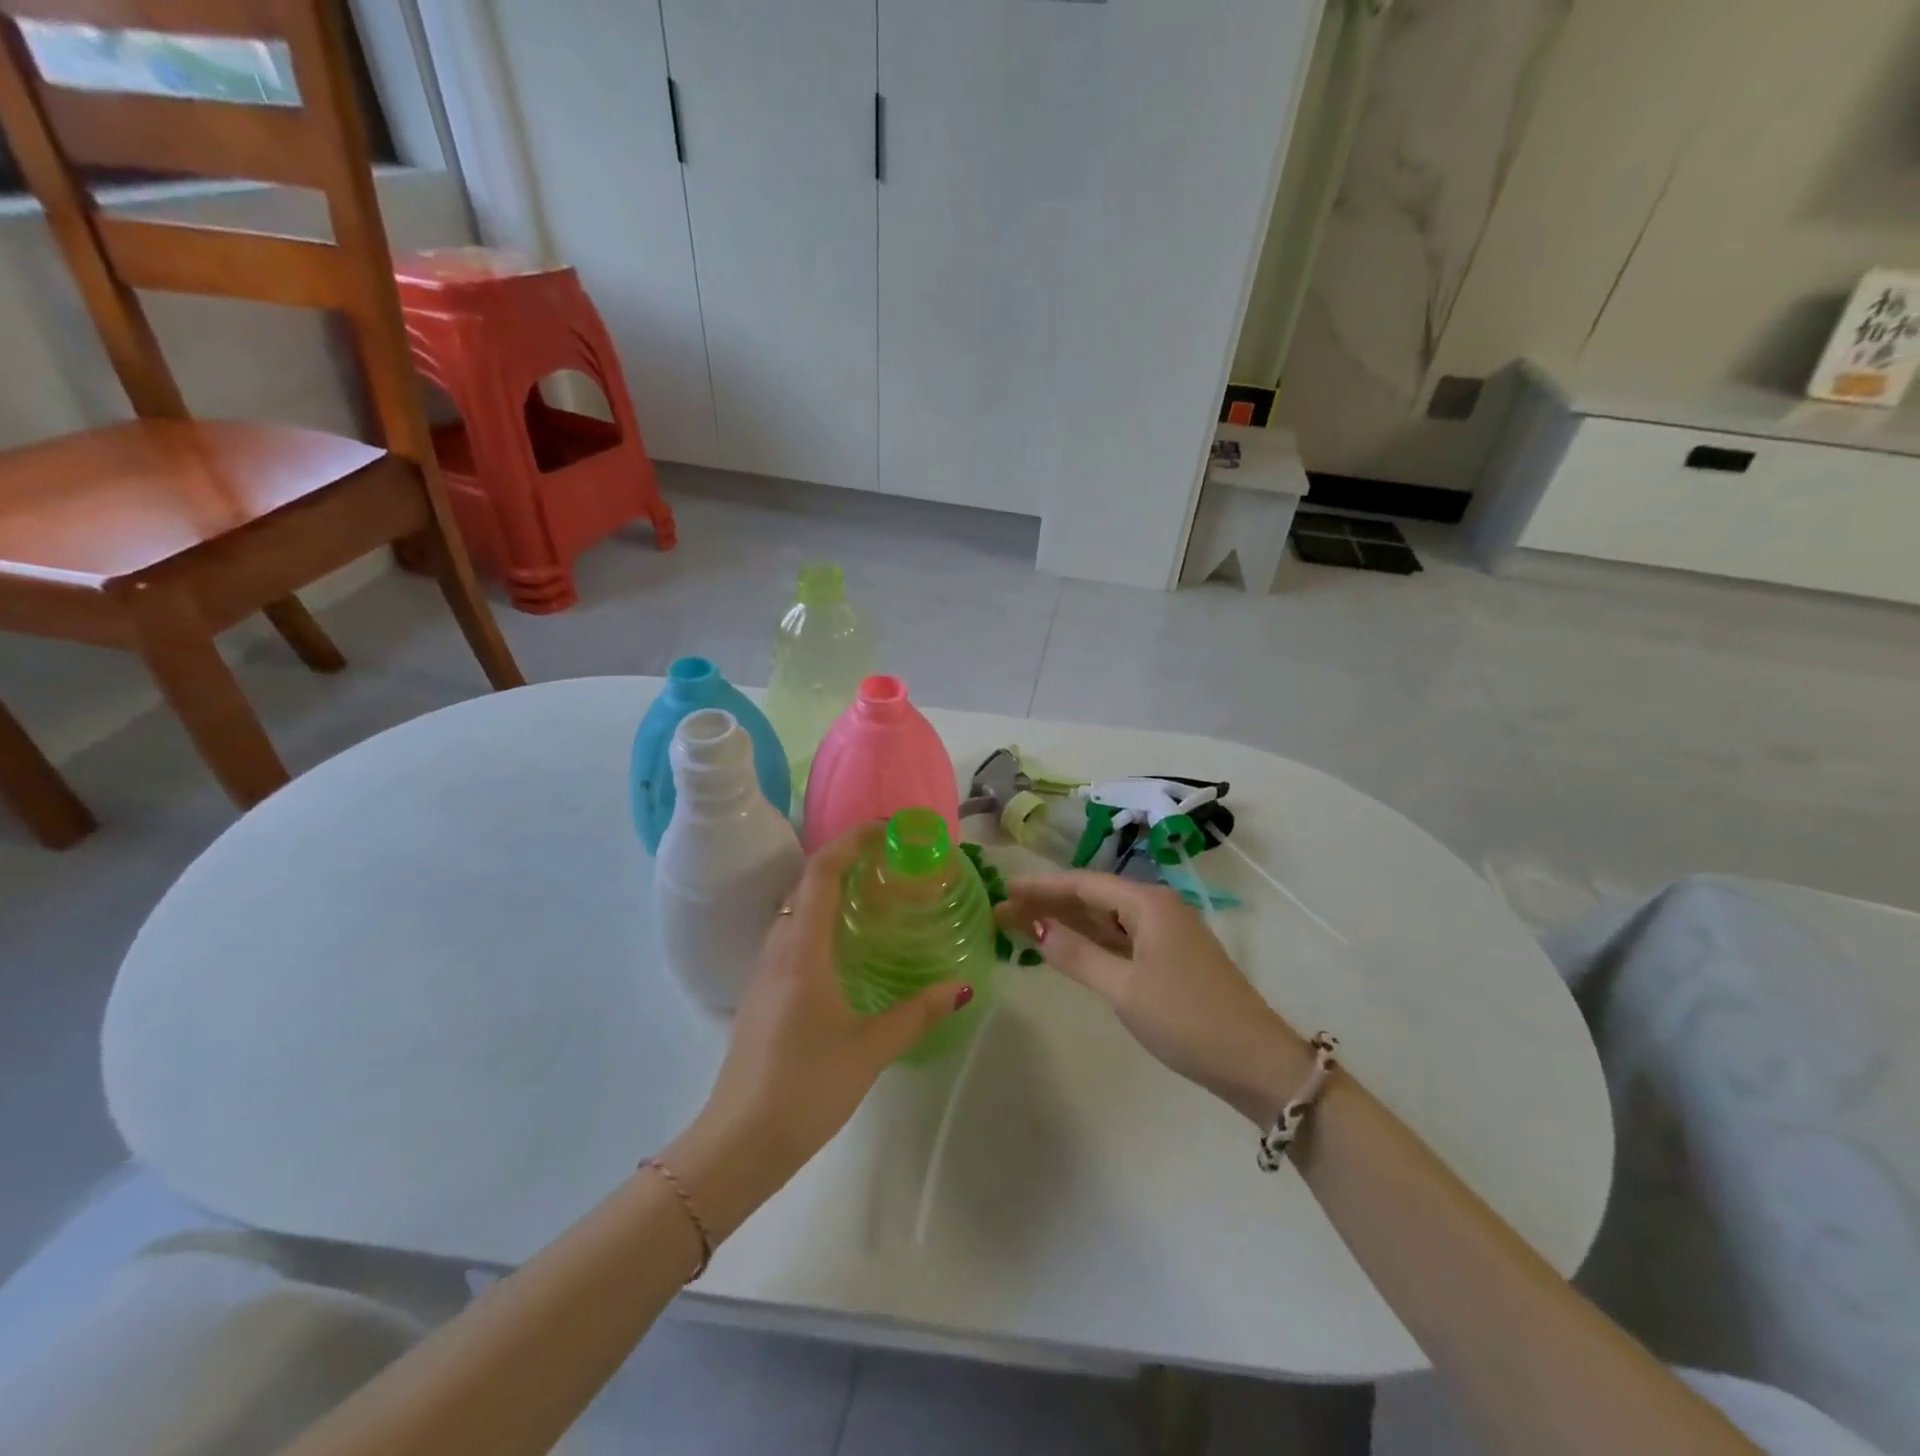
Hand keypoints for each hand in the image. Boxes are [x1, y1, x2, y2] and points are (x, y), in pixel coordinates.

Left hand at [666, 824, 971, 1237]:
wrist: (737, 1144)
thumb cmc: (805, 1088)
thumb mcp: (870, 1049)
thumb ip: (917, 1013)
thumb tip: (962, 987)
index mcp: (801, 950)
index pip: (821, 872)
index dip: (850, 841)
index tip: (886, 830)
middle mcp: (778, 949)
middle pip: (806, 883)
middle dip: (845, 860)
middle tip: (890, 862)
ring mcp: (764, 971)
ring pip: (795, 909)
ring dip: (830, 889)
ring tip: (875, 896)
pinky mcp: (762, 993)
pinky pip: (791, 935)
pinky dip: (820, 919)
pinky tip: (847, 946)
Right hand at [998, 871, 1306, 1125]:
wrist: (1256, 1063)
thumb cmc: (1187, 1019)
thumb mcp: (1124, 988)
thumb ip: (1077, 955)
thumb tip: (1035, 927)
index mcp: (1148, 903)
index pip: (1083, 884)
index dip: (1041, 886)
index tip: (1004, 888)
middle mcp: (1157, 908)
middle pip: (1093, 897)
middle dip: (1049, 903)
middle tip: (1004, 911)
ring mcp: (1166, 933)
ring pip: (1106, 918)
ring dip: (1067, 922)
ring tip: (1023, 925)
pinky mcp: (1170, 958)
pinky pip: (1120, 938)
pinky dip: (1090, 941)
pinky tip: (1066, 947)